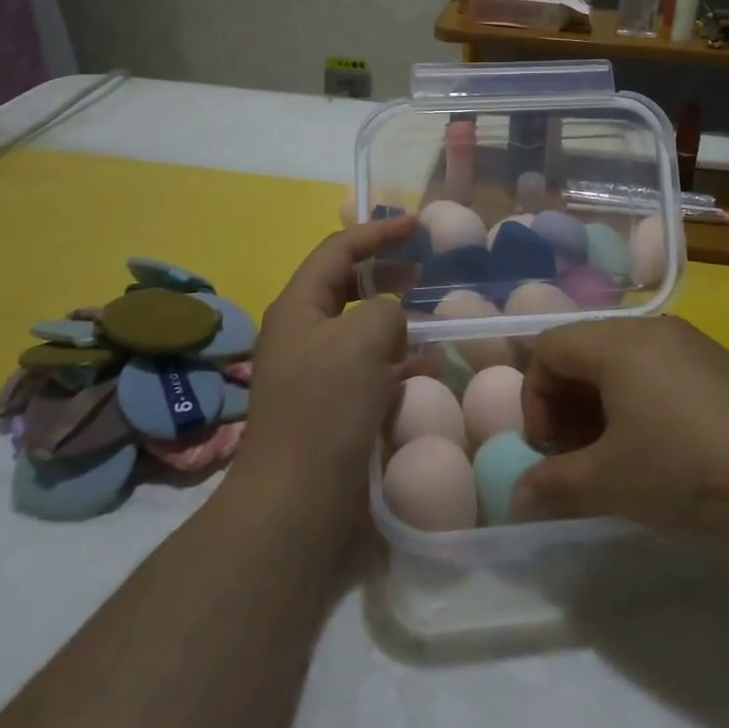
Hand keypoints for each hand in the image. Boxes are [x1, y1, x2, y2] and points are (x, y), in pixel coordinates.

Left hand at [229, 214, 428, 538]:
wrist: (297, 501)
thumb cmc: (326, 407)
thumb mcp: (363, 338)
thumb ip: (385, 310)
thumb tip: (391, 320)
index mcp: (299, 306)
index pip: (339, 250)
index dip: (378, 232)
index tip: (418, 226)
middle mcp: (303, 333)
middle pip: (348, 286)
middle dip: (387, 275)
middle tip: (423, 270)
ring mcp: (316, 372)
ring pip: (363, 330)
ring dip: (397, 322)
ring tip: (432, 322)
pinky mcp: (333, 406)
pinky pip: (370, 369)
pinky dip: (398, 363)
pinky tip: (428, 370)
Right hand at [514, 316, 728, 564]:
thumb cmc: (687, 474)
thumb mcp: (610, 484)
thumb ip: (553, 486)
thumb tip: (517, 498)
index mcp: (619, 341)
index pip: (550, 347)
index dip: (535, 398)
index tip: (550, 451)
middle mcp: (655, 331)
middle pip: (586, 352)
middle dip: (568, 405)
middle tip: (579, 459)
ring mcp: (696, 347)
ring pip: (625, 365)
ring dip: (604, 409)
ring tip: (618, 461)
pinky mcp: (725, 371)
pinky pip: (663, 375)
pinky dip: (643, 407)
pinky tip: (665, 456)